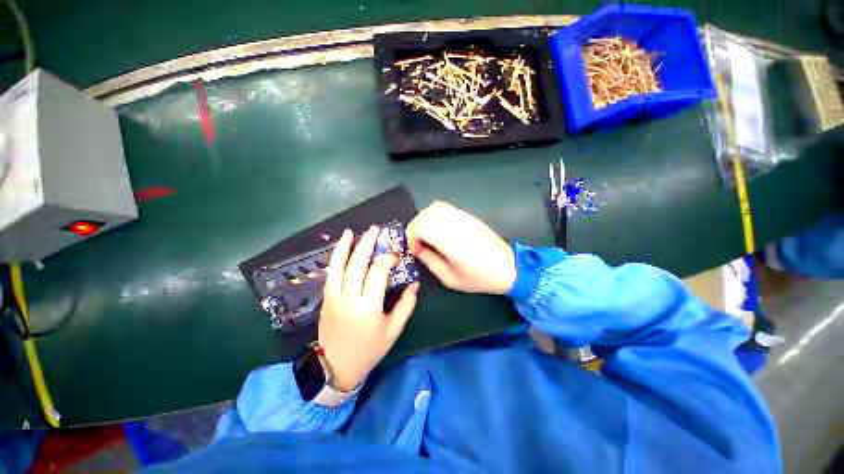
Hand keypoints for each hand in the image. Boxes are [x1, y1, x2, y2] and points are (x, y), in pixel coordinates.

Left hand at [318, 226, 419, 391]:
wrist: (337, 367)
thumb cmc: (369, 349)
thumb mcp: (393, 330)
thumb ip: (406, 305)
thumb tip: (414, 284)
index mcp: (368, 306)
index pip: (378, 272)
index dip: (387, 259)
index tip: (395, 254)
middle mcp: (349, 297)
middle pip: (357, 263)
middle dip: (367, 243)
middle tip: (374, 229)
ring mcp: (334, 297)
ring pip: (338, 266)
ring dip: (344, 247)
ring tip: (349, 232)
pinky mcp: (326, 299)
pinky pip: (330, 274)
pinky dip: (335, 260)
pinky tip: (340, 250)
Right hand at [407, 201, 515, 294]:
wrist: (508, 267)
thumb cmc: (479, 278)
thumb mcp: (450, 278)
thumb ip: (429, 261)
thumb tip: (416, 249)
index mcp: (450, 240)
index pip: (421, 226)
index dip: (412, 237)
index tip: (415, 251)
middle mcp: (455, 224)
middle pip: (425, 214)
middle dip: (415, 228)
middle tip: (418, 244)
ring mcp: (463, 217)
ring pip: (435, 207)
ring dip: (424, 220)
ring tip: (426, 236)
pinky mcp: (468, 215)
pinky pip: (446, 208)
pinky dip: (435, 215)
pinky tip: (438, 229)